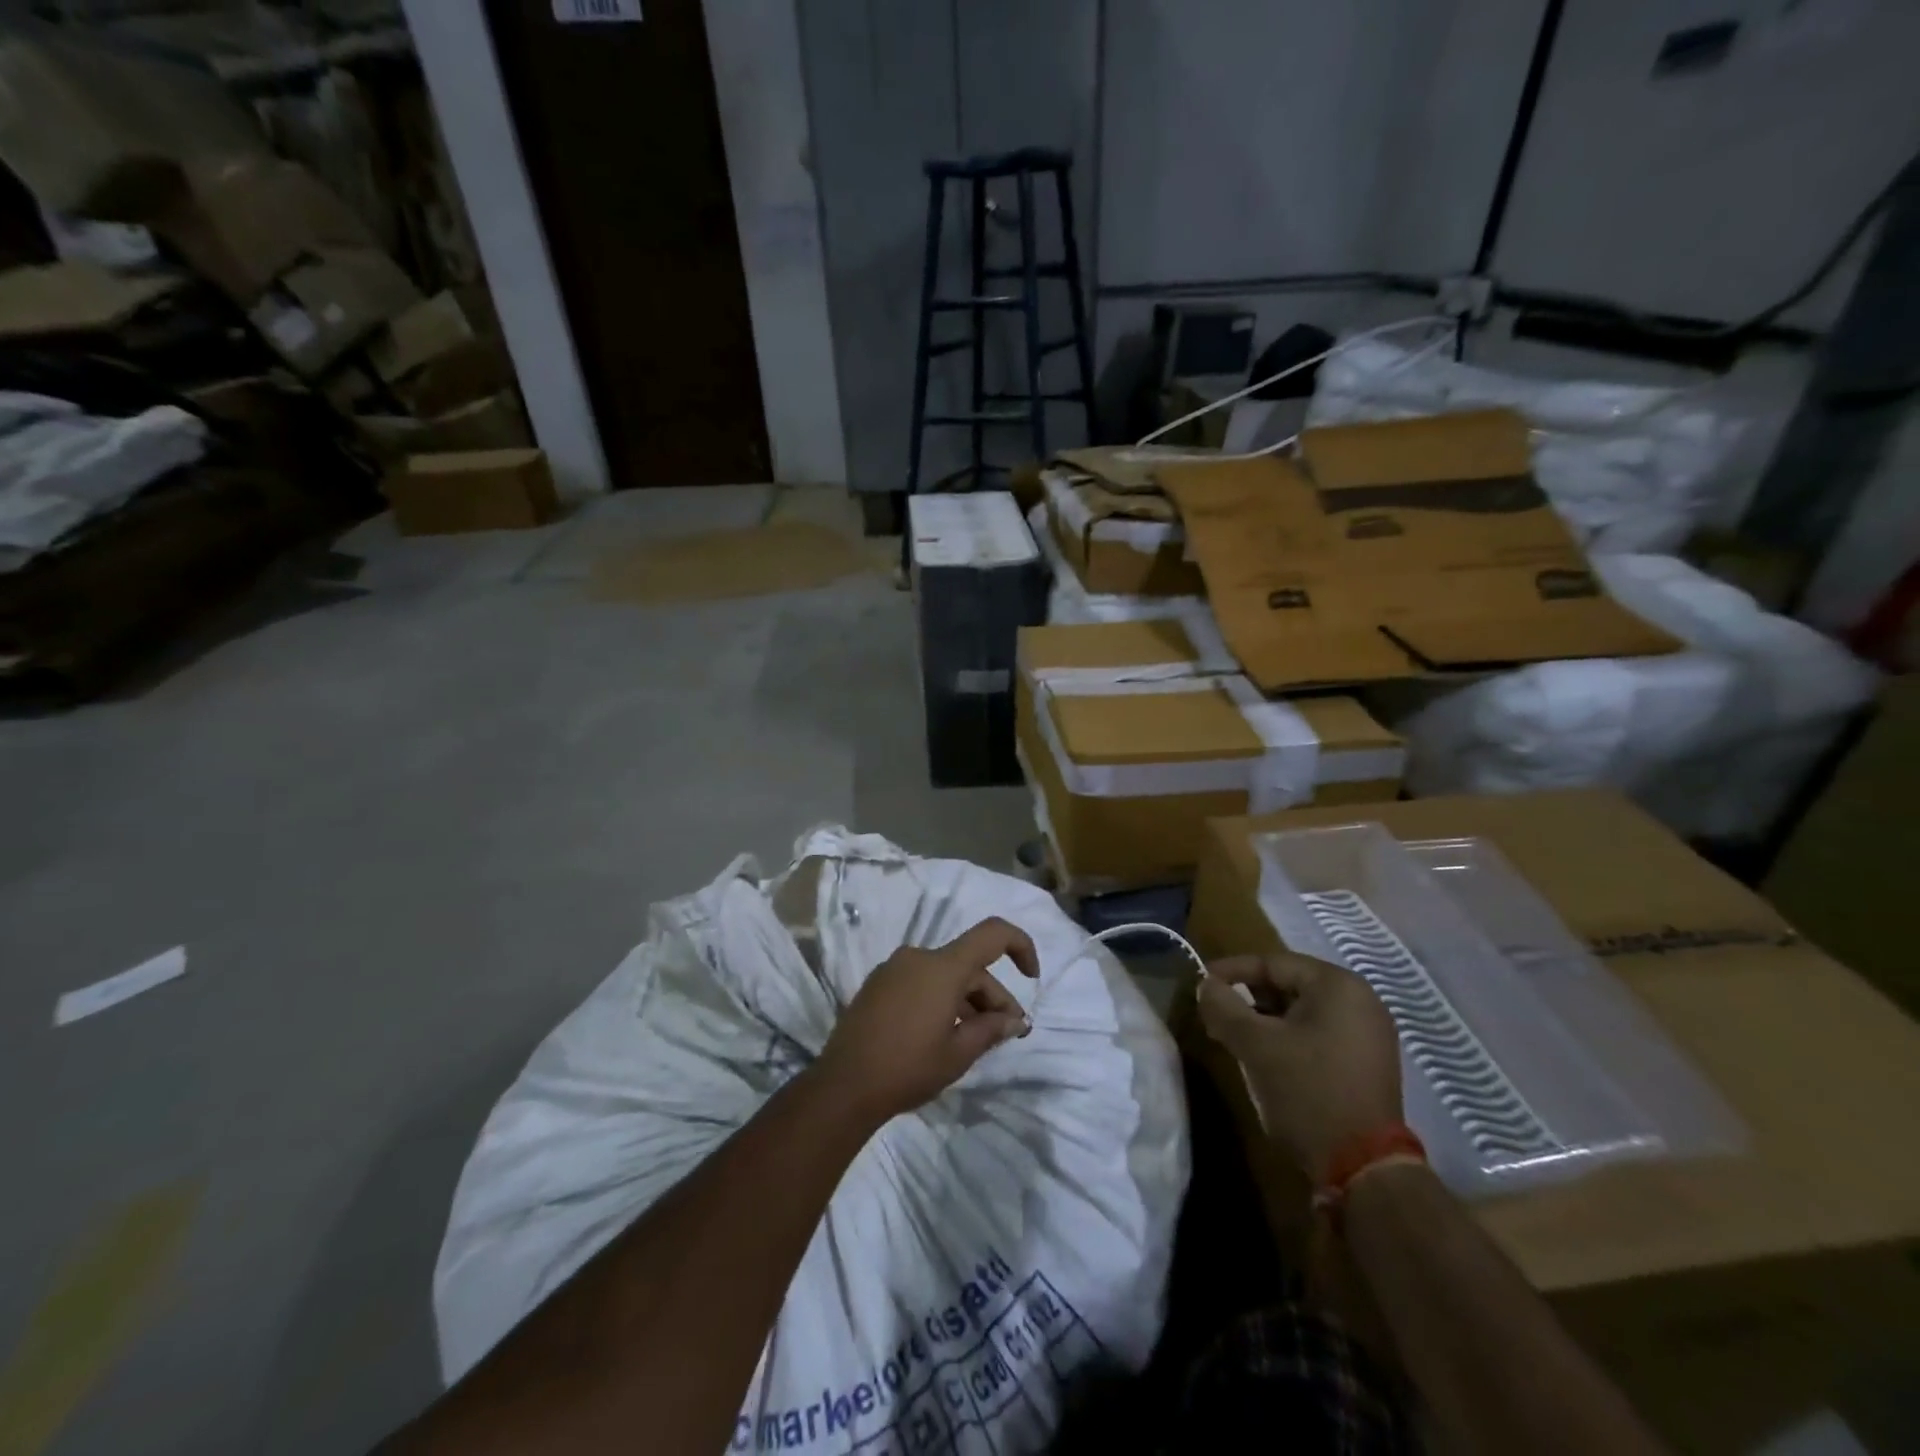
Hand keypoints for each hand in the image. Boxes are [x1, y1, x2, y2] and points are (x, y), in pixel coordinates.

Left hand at [813, 917, 1038, 1123]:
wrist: (843, 1087)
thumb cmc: (908, 1068)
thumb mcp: (958, 1053)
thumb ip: (992, 1029)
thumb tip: (1017, 1020)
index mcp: (942, 966)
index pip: (992, 934)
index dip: (1020, 946)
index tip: (1032, 976)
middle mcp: (919, 957)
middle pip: (969, 965)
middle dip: (993, 996)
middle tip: (1007, 1033)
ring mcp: (894, 969)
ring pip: (945, 976)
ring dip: (967, 1001)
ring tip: (977, 1038)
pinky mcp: (878, 985)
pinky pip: (921, 983)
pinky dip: (941, 1000)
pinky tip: (944, 1033)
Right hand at [1197, 953, 1403, 1182]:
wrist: (1363, 1169)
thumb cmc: (1307, 1091)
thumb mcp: (1255, 1045)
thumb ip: (1223, 1007)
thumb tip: (1205, 985)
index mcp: (1338, 985)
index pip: (1272, 963)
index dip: (1231, 971)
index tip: (1200, 985)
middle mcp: (1360, 1000)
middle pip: (1288, 985)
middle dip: (1247, 998)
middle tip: (1215, 1015)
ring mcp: (1368, 1034)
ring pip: (1301, 1012)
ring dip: (1264, 1021)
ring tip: (1233, 1038)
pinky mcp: (1366, 1063)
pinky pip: (1317, 1035)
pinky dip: (1287, 1039)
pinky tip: (1264, 1058)